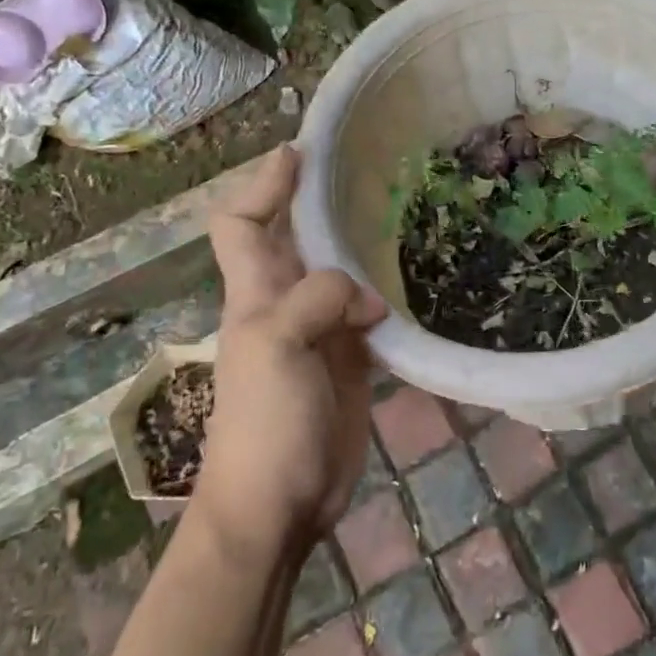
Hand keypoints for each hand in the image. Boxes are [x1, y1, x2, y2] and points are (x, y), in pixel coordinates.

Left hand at [192, 145, 386, 559]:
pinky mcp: (352, 358)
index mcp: (255, 292)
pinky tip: (414, 279)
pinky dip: (385, 293)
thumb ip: (317, 299)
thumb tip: (369, 299)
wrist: (279, 504)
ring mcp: (320, 331)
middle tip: (366, 168)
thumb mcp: (276, 346)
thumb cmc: (264, 422)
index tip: (299, 151)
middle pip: (296, 238)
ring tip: (401, 212)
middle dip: (319, 201)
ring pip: (338, 271)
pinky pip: (368, 312)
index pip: (242, 223)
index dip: (263, 185)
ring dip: (360, 245)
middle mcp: (286, 302)